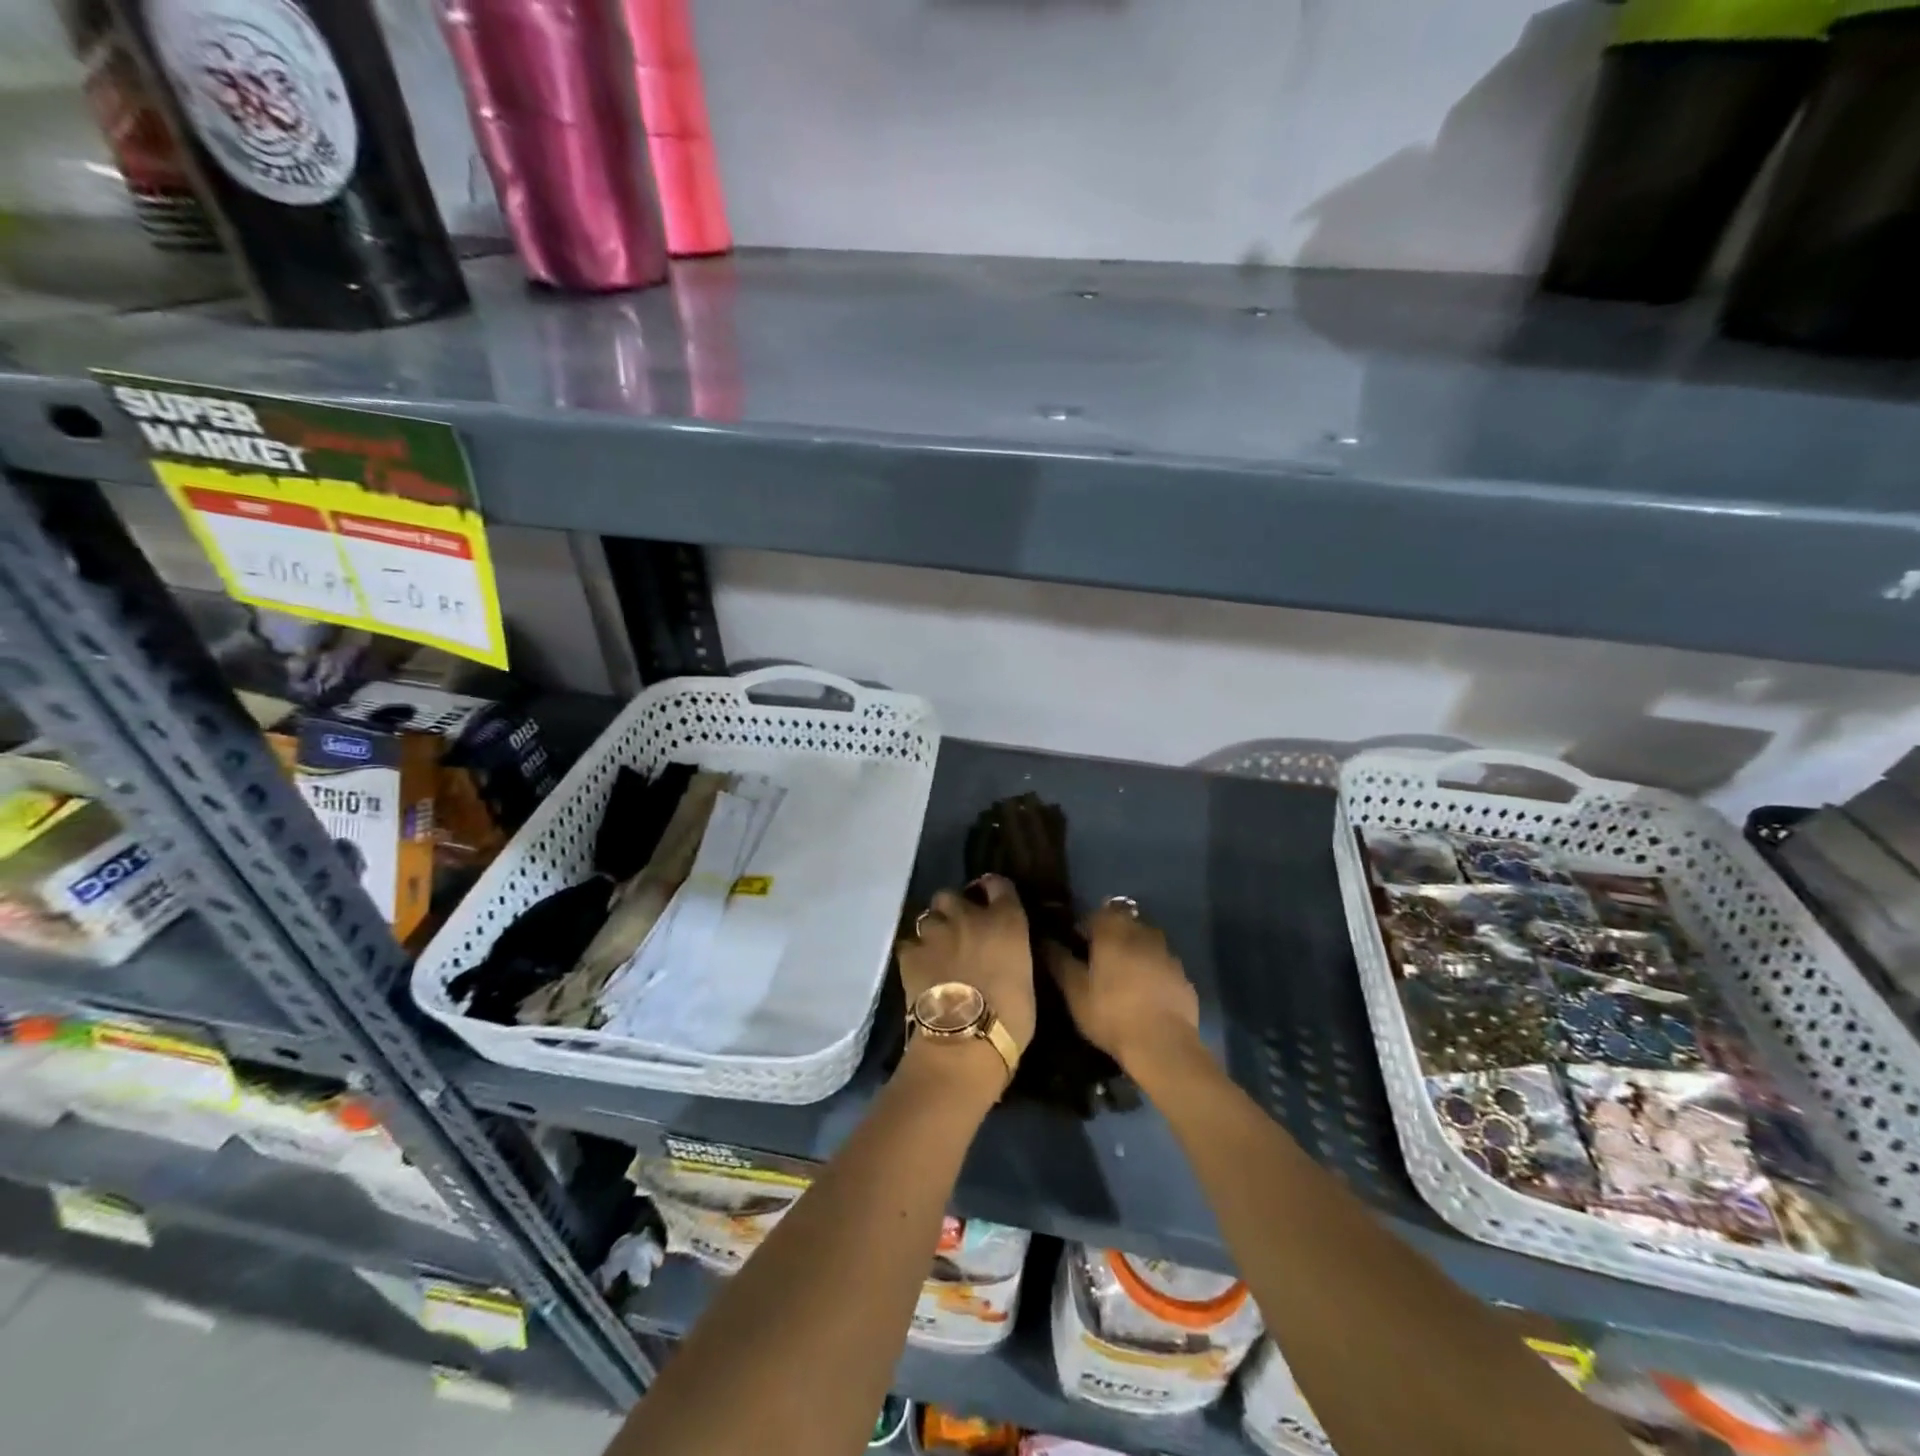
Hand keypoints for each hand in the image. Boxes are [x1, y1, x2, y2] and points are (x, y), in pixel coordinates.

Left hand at [897, 874, 1036, 1062]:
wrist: (965, 1041)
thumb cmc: (1011, 1018)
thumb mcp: (1026, 977)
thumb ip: (1011, 953)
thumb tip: (1002, 954)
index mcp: (1006, 921)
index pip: (999, 884)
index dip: (992, 890)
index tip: (990, 901)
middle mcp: (969, 916)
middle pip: (952, 894)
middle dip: (953, 909)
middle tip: (958, 931)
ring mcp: (936, 932)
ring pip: (928, 917)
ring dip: (933, 931)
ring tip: (936, 952)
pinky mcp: (910, 952)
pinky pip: (909, 944)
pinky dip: (914, 954)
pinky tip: (918, 970)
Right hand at [1046, 900, 1200, 1076]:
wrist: (1163, 1045)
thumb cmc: (1111, 1014)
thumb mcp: (1075, 991)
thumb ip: (1059, 961)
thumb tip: (1045, 941)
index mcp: (1114, 931)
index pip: (1096, 912)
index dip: (1084, 925)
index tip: (1076, 944)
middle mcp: (1143, 933)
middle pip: (1124, 921)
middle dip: (1111, 934)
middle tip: (1098, 959)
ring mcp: (1167, 953)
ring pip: (1146, 940)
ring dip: (1133, 949)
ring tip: (1122, 974)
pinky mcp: (1183, 976)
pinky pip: (1162, 962)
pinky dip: (1152, 969)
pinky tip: (1145, 992)